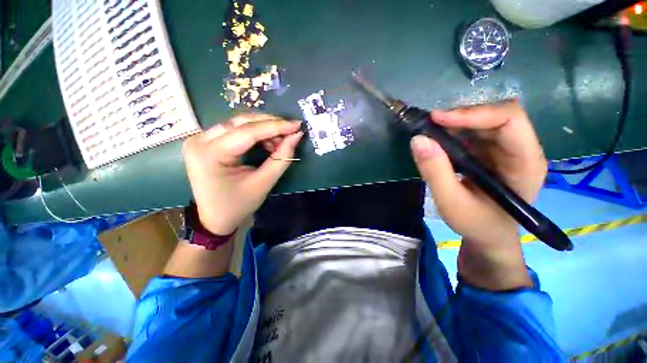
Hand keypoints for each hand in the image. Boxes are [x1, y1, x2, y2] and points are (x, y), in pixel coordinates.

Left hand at [183, 114, 302, 234]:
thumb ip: (281, 158)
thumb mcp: (263, 183)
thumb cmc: (238, 205)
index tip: (297, 125)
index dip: (276, 126)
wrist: (215, 217)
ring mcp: (200, 139)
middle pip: (241, 123)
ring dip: (263, 128)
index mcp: (210, 154)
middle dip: (270, 125)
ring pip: (238, 123)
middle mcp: (200, 140)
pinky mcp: (205, 141)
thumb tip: (296, 136)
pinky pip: (234, 129)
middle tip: (290, 131)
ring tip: (280, 140)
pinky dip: (254, 133)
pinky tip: (266, 141)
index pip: (248, 132)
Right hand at [410, 102, 546, 289]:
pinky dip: (452, 132)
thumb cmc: (476, 224)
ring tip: (429, 132)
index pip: (510, 120)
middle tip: (428, 125)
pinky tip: (437, 141)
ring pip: (482, 121)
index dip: (474, 114)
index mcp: (525, 163)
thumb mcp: (451, 203)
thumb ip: (435, 172)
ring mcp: (506, 149)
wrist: (488, 235)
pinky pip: (473, 132)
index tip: (437, 119)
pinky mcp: (491, 152)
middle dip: (460, 117)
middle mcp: (521, 149)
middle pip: (496, 116)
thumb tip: (418, 140)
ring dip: (454, 123)